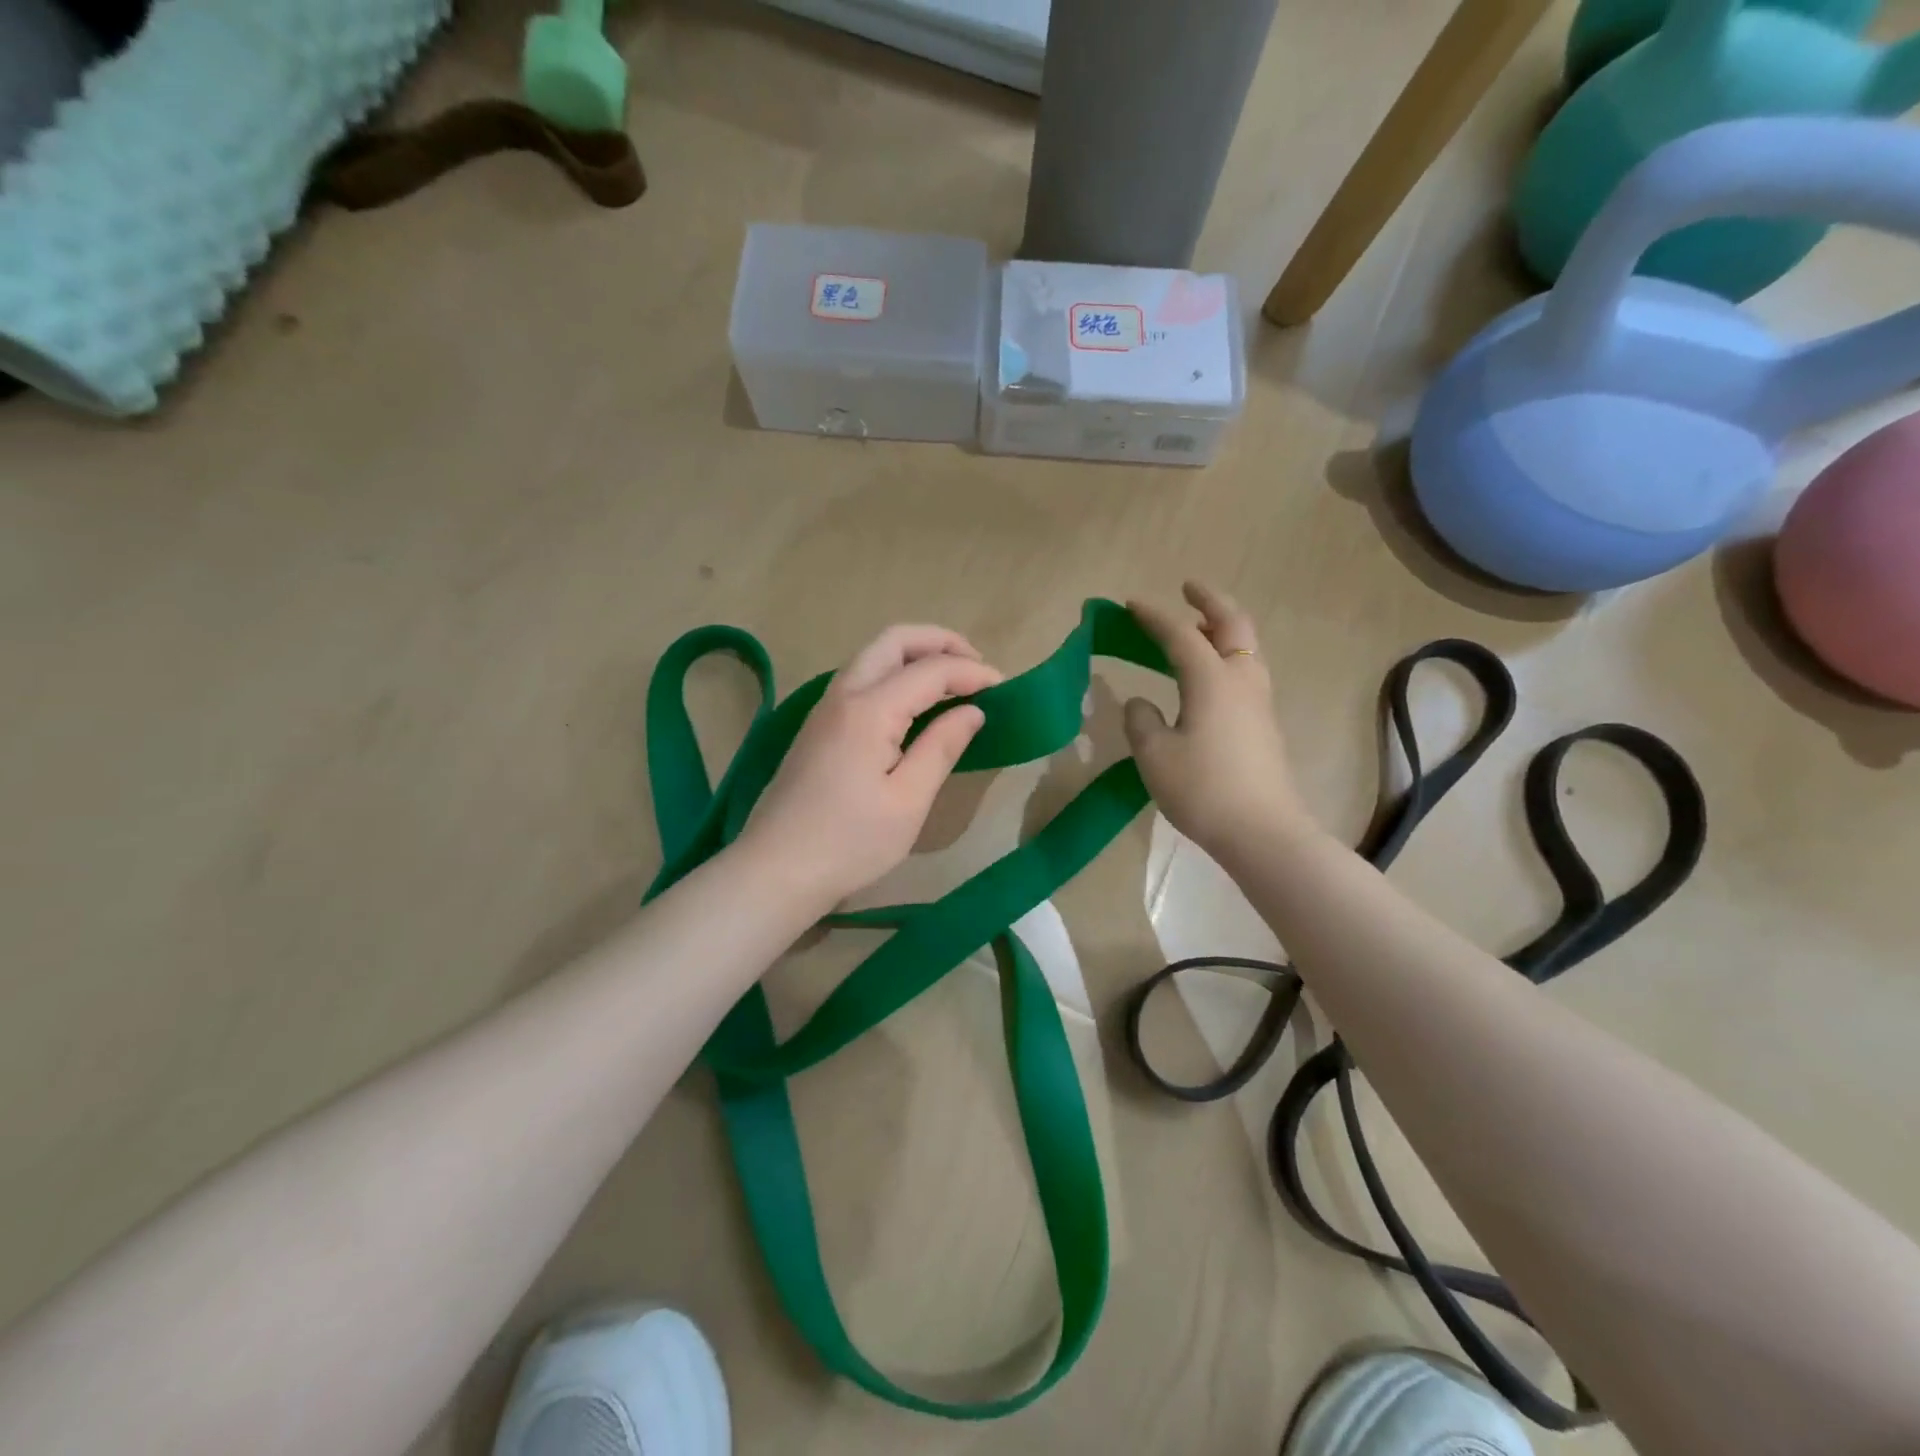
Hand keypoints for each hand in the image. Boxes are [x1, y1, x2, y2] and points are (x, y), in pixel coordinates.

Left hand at [739, 624, 1001, 909]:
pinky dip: (895, 674)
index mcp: (868, 710)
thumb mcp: (908, 801)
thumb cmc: (849, 843)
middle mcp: (842, 694)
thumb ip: (941, 747)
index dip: (972, 673)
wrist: (775, 870)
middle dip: (940, 642)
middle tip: (977, 667)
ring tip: (953, 681)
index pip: (930, 670)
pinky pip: (861, 678)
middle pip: (893, 641)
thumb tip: (973, 711)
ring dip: (915, 656)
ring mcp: (824, 708)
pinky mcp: (818, 726)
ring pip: (873, 656)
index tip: (1005, 689)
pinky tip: (915, 705)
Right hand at [1123, 582, 1312, 856]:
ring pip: (1247, 647)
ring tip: (1198, 628)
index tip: (1130, 604)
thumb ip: (1141, 721)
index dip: (1154, 616)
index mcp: (1212, 680)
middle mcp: (1241, 681)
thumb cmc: (1203, 789)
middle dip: (1209, 601)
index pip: (1179, 635)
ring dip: (1223, 628)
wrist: (1262, 832)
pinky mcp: (1264, 724)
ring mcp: (1259, 702)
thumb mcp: (1155, 756)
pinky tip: (1210, 675)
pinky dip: (1228, 655)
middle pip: (1233, 624)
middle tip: (1188, 588)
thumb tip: (1142, 703)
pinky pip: (1247, 671)